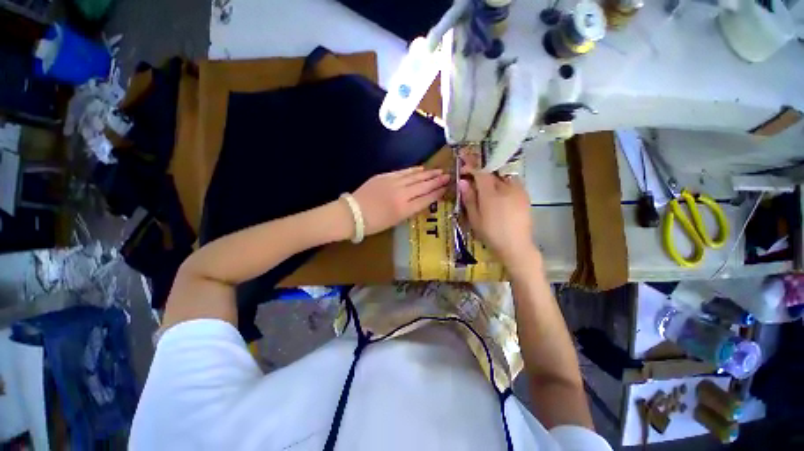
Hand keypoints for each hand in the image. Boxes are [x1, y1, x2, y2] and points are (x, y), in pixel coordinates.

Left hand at [351, 167, 449, 235]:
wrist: (352, 213)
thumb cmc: (374, 223)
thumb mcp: (395, 221)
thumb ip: (410, 210)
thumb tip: (421, 200)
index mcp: (404, 209)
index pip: (425, 199)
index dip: (437, 193)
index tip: (446, 188)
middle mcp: (401, 195)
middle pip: (423, 186)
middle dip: (437, 181)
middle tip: (448, 176)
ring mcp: (393, 183)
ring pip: (415, 177)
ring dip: (428, 174)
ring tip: (439, 171)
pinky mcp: (385, 176)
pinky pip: (403, 172)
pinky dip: (413, 170)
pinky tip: (421, 169)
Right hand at [459, 171, 537, 266]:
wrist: (516, 246)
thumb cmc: (491, 234)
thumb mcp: (475, 218)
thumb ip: (469, 198)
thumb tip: (463, 182)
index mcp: (491, 194)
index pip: (480, 173)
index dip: (471, 167)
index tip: (463, 165)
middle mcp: (506, 188)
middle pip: (492, 174)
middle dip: (481, 175)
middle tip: (472, 182)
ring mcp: (518, 191)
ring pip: (502, 178)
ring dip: (493, 180)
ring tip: (487, 192)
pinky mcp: (525, 196)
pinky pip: (512, 184)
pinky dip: (503, 185)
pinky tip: (500, 197)